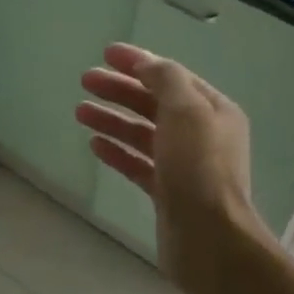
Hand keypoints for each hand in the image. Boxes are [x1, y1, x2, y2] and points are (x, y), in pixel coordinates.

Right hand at [75, 42, 272, 293]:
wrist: (210, 240)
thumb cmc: (199, 169)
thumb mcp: (186, 110)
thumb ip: (165, 80)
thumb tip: (145, 65)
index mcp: (213, 110)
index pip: (171, 76)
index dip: (139, 62)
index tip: (105, 53)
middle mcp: (201, 134)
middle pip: (155, 103)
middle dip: (121, 89)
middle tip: (85, 80)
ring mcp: (184, 165)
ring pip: (143, 133)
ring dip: (113, 119)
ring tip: (80, 111)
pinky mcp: (168, 193)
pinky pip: (139, 163)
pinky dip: (118, 151)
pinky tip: (95, 145)